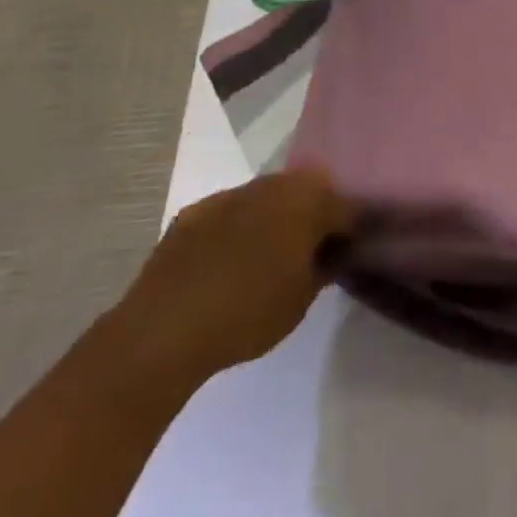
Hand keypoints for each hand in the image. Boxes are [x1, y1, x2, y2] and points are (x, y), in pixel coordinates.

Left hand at [109, 168, 354, 387]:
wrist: (163, 330)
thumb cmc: (248, 313)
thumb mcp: (302, 299)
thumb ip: (324, 266)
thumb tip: (333, 252)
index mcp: (308, 201)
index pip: (346, 207)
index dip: (352, 229)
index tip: (352, 249)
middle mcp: (272, 185)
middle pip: (307, 191)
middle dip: (314, 214)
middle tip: (313, 249)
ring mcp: (229, 194)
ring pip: (266, 197)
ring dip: (275, 216)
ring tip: (270, 254)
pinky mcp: (194, 212)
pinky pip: (229, 213)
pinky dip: (236, 228)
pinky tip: (228, 260)